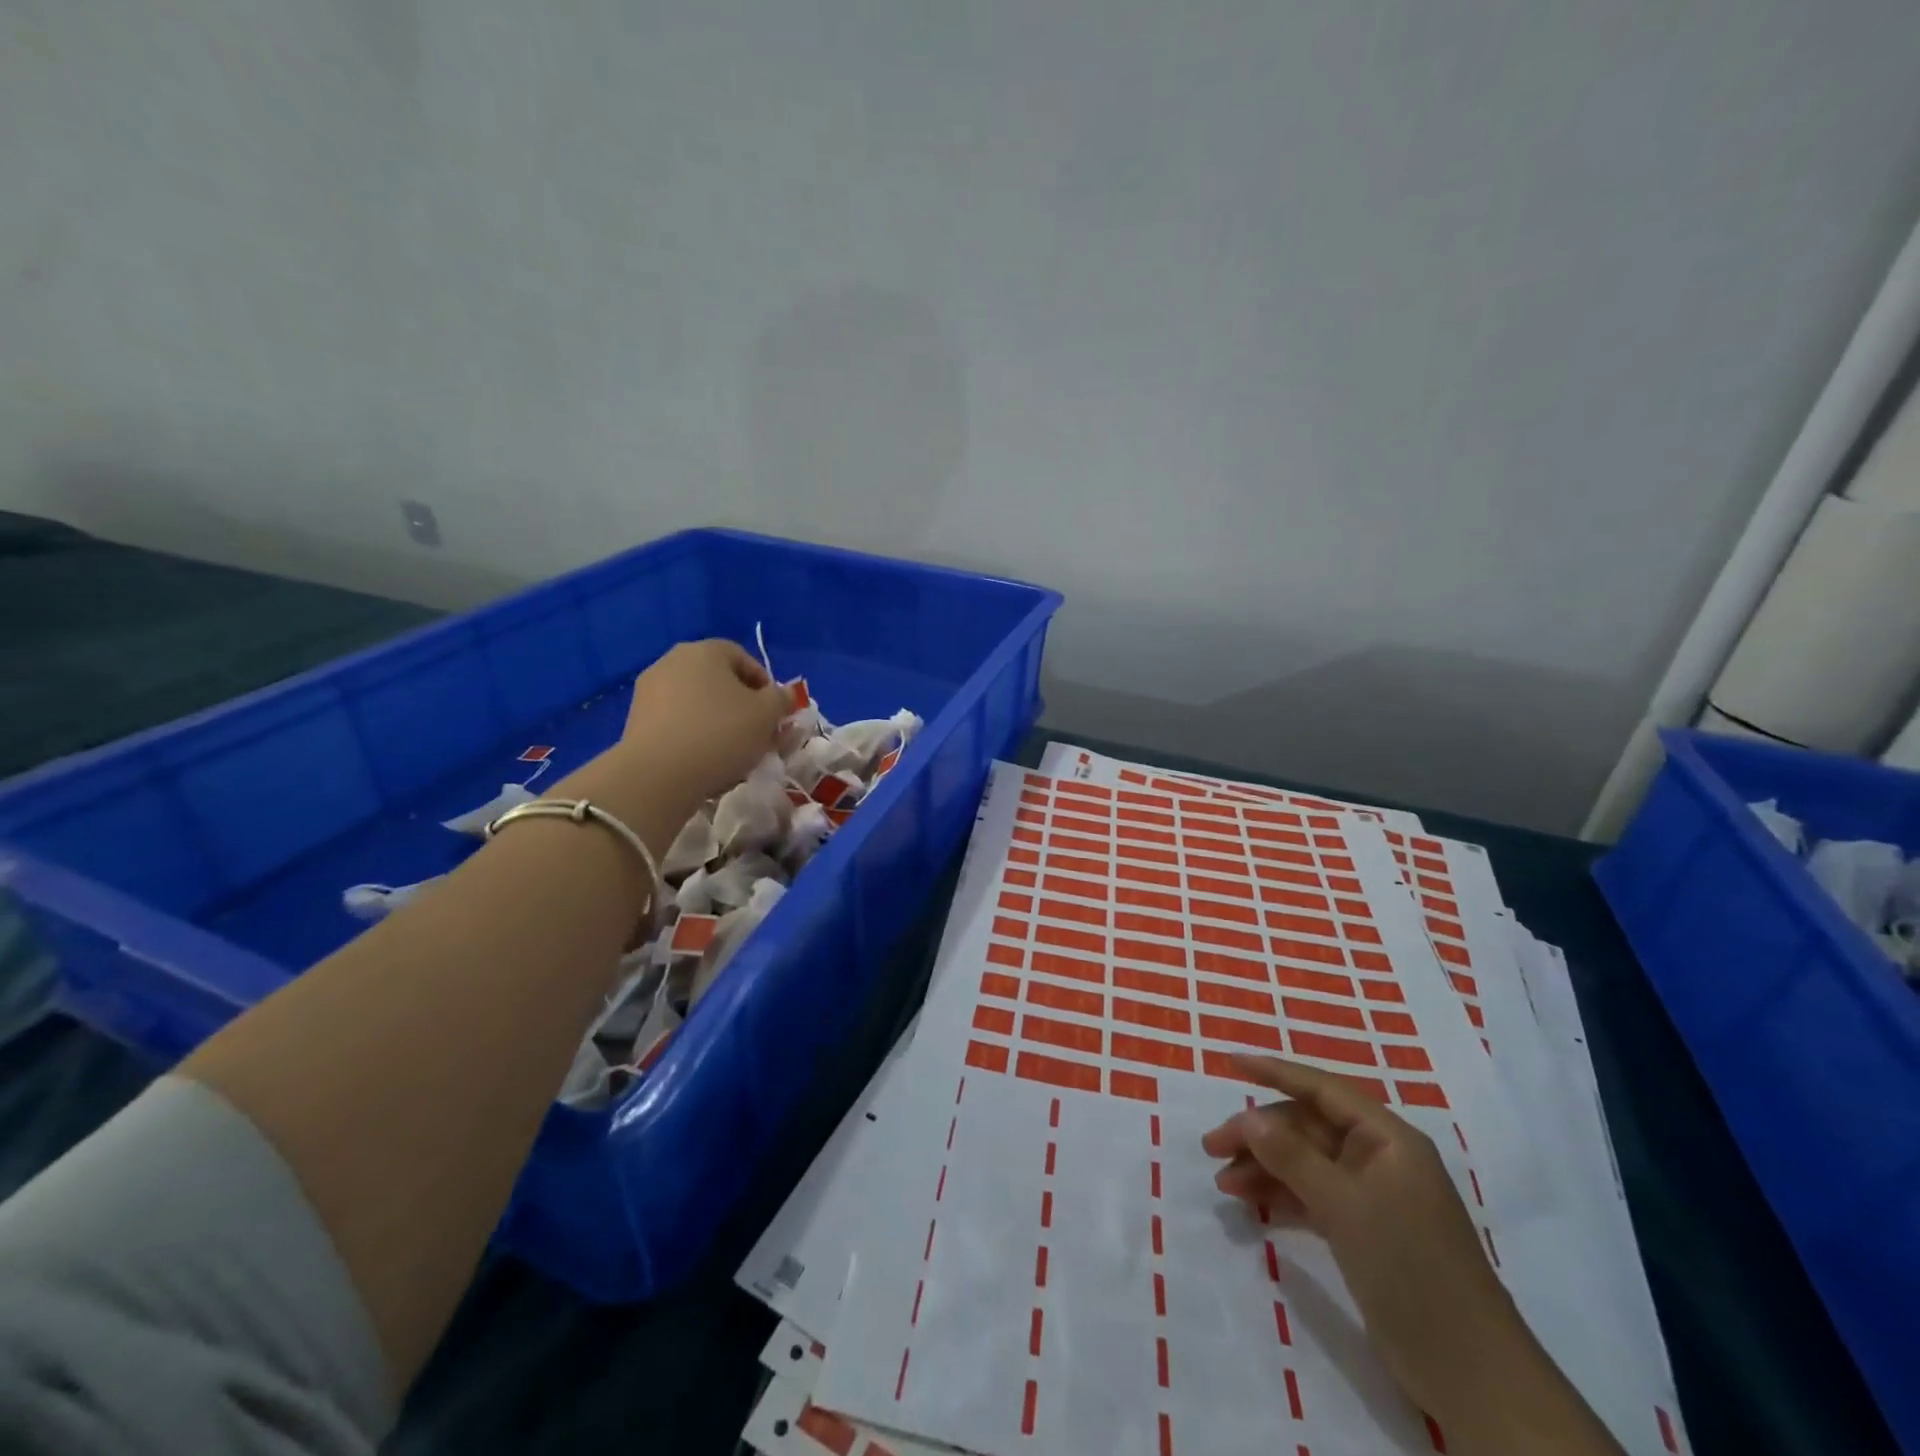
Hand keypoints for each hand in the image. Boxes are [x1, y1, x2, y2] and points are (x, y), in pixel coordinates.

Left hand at [622, 639, 790, 803]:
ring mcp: (650, 689)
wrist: (658, 774)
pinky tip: (704, 759)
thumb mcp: (767, 715)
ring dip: (717, 721)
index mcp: (706, 651)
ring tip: (732, 751)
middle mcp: (673, 660)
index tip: (776, 714)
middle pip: (719, 680)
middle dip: (741, 705)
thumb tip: (785, 694)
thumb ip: (782, 699)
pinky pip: (676, 721)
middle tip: (757, 734)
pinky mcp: (635, 718)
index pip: (744, 658)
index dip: (766, 686)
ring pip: (697, 701)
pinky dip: (693, 734)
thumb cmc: (721, 734)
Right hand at [1201, 1056, 1530, 1428]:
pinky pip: (1312, 1195)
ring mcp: (1372, 1196)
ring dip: (1264, 1167)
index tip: (1231, 1062)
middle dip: (1259, 1134)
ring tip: (1224, 1183)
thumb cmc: (1410, 1268)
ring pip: (1305, 1162)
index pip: (1322, 1089)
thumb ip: (1292, 1156)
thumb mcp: (1345, 1206)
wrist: (1469, 1373)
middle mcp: (1379, 1158)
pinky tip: (1251, 1205)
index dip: (1275, 1072)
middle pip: (1307, 1127)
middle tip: (1212, 1148)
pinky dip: (1281, 1196)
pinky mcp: (1364, 1231)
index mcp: (1387, 1138)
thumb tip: (1249, 1117)